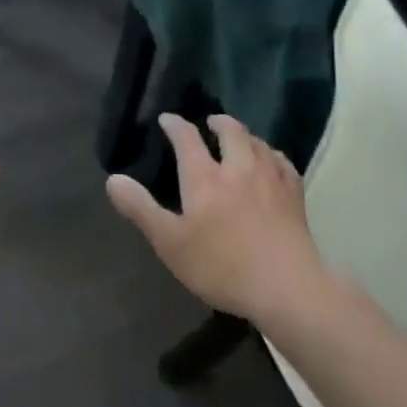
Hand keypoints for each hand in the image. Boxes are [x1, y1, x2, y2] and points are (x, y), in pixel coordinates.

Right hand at [106, 113, 325, 322]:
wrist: (285, 288)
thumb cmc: (221, 266)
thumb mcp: (170, 243)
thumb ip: (141, 209)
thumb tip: (113, 179)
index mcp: (204, 177)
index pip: (186, 138)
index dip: (175, 125)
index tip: (167, 119)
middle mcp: (238, 168)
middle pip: (230, 131)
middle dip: (218, 121)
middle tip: (210, 121)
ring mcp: (270, 179)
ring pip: (257, 142)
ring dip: (245, 135)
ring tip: (239, 138)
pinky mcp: (294, 195)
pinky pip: (282, 162)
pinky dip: (272, 155)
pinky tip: (271, 161)